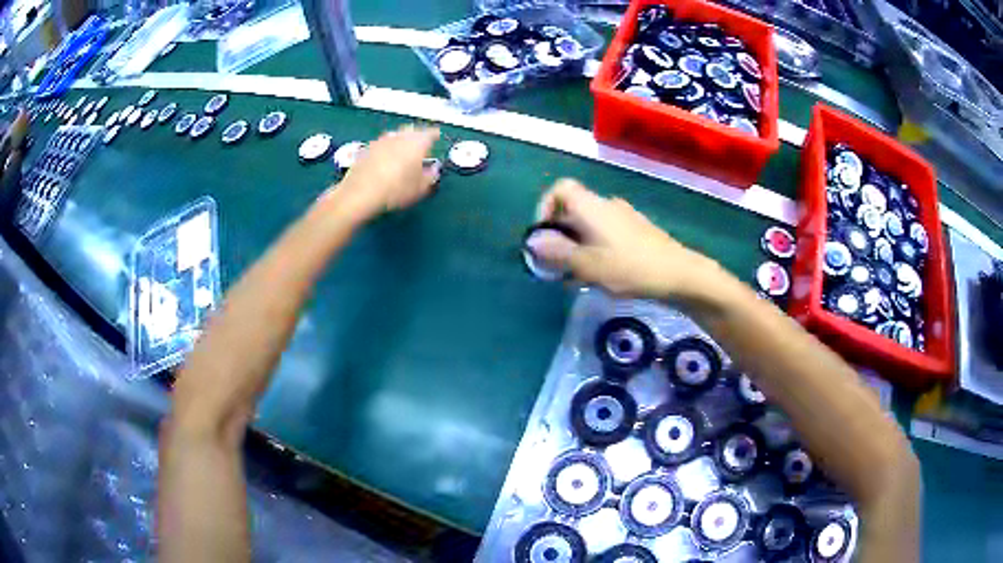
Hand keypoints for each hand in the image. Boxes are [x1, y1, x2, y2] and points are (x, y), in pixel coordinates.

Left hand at [331, 125, 440, 220]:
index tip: (437, 137)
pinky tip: (385, 160)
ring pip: (395, 136)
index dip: (435, 135)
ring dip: (401, 141)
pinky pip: (381, 144)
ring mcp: (381, 140)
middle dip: (417, 136)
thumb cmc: (396, 190)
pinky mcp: (366, 148)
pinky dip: (386, 149)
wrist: (360, 193)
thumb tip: (434, 170)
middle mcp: (400, 136)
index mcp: (418, 142)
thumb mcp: (420, 188)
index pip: (431, 133)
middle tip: (420, 145)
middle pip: (412, 131)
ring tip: (403, 152)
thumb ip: (431, 176)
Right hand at [527, 179, 717, 299]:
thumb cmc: (630, 267)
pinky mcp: (636, 231)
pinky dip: (594, 249)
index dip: (545, 207)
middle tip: (555, 264)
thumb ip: (558, 252)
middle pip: (573, 209)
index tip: (543, 236)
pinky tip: (598, 275)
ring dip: (576, 245)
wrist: (679, 274)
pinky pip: (605, 234)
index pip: (560, 188)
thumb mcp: (588, 264)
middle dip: (559, 235)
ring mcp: (624, 217)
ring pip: (589, 225)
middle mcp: (606, 205)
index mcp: (591, 207)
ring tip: (574, 275)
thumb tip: (533, 242)